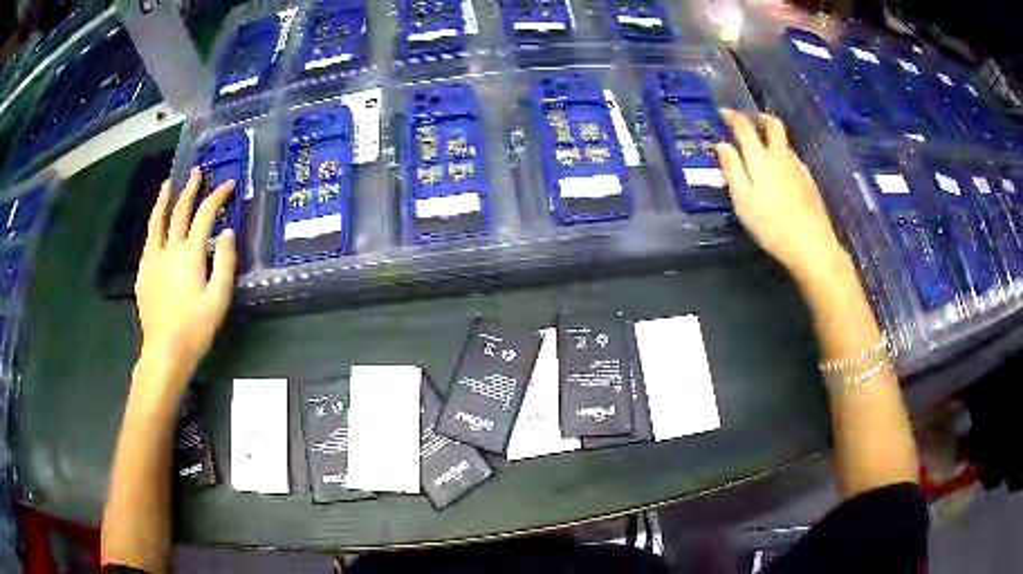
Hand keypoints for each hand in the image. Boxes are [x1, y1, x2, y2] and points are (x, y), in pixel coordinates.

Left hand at [134, 167, 236, 392]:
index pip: (205, 215)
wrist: (164, 353)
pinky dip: (153, 227)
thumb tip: (227, 232)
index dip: (217, 196)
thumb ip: (224, 263)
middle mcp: (169, 250)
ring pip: (156, 222)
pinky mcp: (143, 274)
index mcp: (190, 255)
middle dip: (190, 189)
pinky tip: (155, 226)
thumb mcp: (218, 300)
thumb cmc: (195, 330)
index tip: (228, 184)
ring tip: (167, 184)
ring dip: (163, 200)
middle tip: (197, 171)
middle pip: (179, 211)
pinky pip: (148, 242)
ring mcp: (153, 261)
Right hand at [715, 110, 846, 281]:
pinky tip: (780, 172)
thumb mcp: (743, 200)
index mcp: (760, 158)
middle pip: (772, 125)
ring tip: (762, 148)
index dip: (732, 117)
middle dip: (759, 117)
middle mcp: (781, 156)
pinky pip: (793, 159)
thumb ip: (732, 169)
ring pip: (784, 142)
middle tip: (748, 119)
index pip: (744, 127)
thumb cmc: (771, 224)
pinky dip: (782, 155)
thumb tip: (721, 144)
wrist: (811, 245)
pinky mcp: (809, 181)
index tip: (723, 113)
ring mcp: (798, 167)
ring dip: (771, 137)